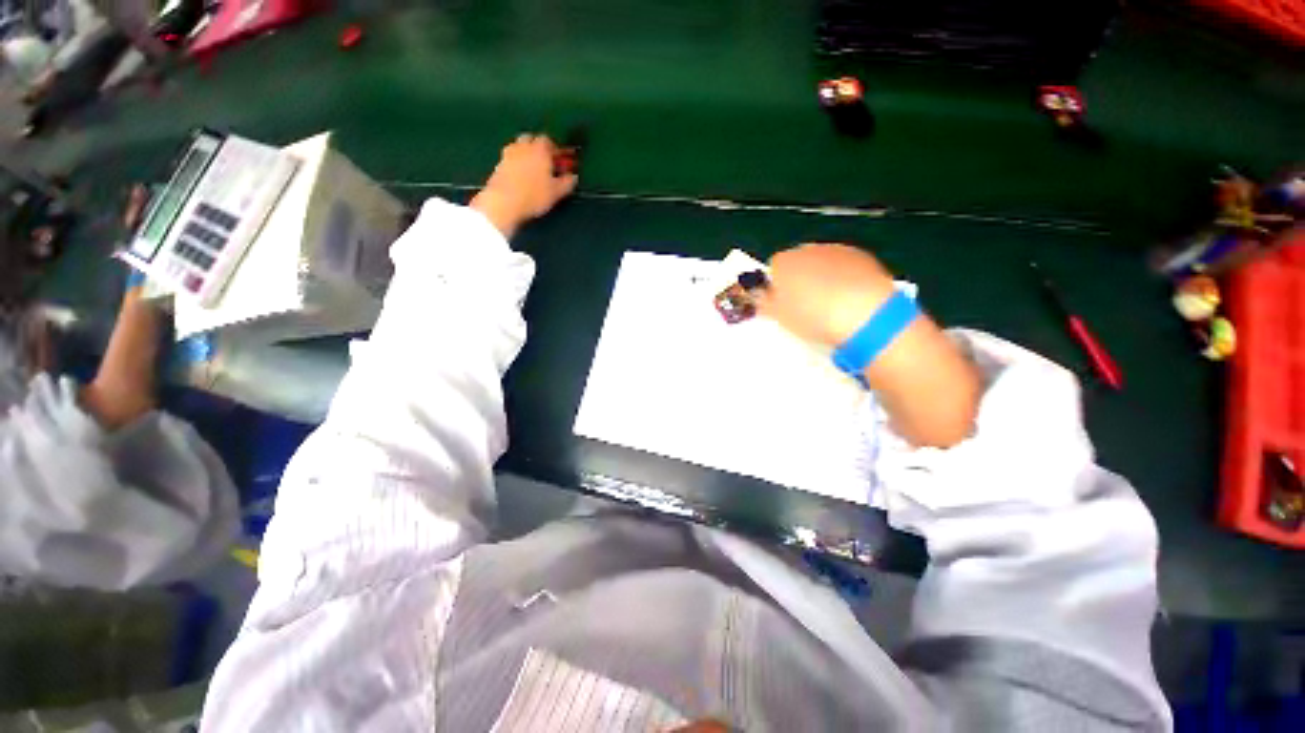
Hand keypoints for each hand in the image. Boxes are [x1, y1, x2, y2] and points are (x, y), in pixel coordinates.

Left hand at [470, 134, 578, 236]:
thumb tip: (573, 177)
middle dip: (538, 148)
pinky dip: (516, 163)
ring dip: (526, 154)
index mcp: (540, 149)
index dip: (555, 149)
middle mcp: (523, 146)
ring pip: (519, 147)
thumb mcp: (557, 192)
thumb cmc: (535, 196)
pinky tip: (520, 177)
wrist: (504, 202)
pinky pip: (510, 159)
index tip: (560, 161)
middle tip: (545, 162)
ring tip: (533, 170)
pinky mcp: (498, 164)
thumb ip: (567, 182)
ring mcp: (508, 154)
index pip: (548, 141)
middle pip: (531, 139)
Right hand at [757, 243, 895, 348]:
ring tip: (828, 304)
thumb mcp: (779, 317)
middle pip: (797, 262)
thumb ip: (763, 303)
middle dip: (798, 279)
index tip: (781, 303)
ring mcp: (835, 250)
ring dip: (821, 276)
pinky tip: (848, 297)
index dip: (775, 286)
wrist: (864, 314)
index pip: (772, 268)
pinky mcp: (861, 256)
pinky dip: (843, 276)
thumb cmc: (814, 317)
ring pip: (821, 262)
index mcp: (783, 263)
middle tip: (803, 305)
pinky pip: (844, 264)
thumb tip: (759, 296)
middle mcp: (807, 250)